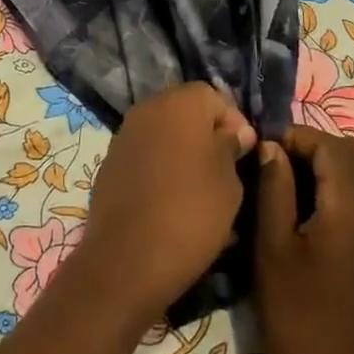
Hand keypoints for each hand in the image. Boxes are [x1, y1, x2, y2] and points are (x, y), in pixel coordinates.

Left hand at [70, 83, 256, 331]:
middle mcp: (147, 108)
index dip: (233, 122)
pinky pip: (145, 153)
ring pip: (164, 132)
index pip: (213, 96)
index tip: (243, 154)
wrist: (128, 258)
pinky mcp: (110, 161)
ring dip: (182, 150)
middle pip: (185, 110)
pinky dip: (160, 166)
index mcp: (179, 103)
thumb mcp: (229, 182)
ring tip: (200, 188)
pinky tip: (171, 198)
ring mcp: (124, 134)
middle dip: (206, 134)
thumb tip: (235, 132)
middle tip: (224, 170)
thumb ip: (232, 147)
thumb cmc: (191, 213)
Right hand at [254, 124, 353, 353]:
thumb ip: (274, 187)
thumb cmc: (295, 312)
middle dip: (310, 145)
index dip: (294, 136)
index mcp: (353, 209)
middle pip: (349, 152)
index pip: (328, 145)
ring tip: (284, 178)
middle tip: (271, 160)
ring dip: (324, 163)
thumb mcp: (272, 245)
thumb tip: (272, 147)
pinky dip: (337, 183)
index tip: (261, 146)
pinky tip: (307, 203)